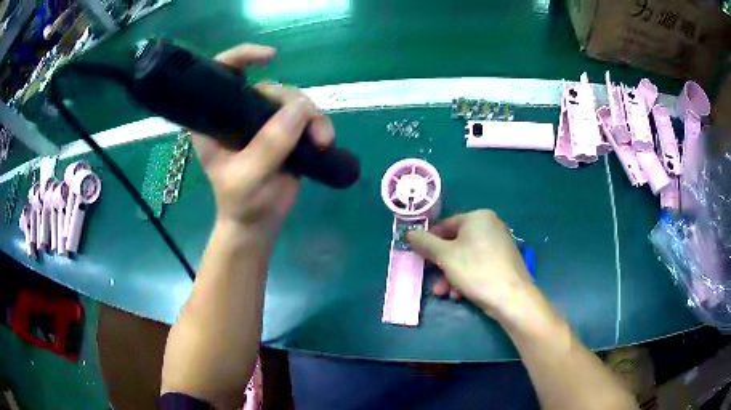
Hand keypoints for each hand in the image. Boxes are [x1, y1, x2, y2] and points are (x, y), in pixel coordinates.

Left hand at [191, 44, 334, 239]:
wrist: (259, 223)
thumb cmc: (242, 203)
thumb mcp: (248, 177)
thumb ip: (269, 144)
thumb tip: (300, 108)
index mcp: (215, 120)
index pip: (223, 74)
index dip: (242, 56)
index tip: (270, 58)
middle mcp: (238, 114)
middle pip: (269, 87)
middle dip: (292, 102)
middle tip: (309, 127)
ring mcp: (263, 122)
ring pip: (292, 101)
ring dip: (312, 116)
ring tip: (322, 140)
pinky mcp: (283, 132)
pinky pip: (306, 116)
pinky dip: (319, 125)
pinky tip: (324, 140)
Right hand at [407, 210, 533, 318]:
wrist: (511, 297)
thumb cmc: (476, 270)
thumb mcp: (445, 256)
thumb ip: (425, 243)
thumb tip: (409, 232)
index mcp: (478, 217)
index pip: (445, 225)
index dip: (429, 242)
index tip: (419, 258)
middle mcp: (490, 226)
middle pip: (455, 244)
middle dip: (440, 266)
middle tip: (431, 280)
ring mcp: (499, 244)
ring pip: (465, 258)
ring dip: (450, 275)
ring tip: (444, 293)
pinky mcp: (503, 262)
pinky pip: (478, 265)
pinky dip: (466, 278)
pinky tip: (460, 294)